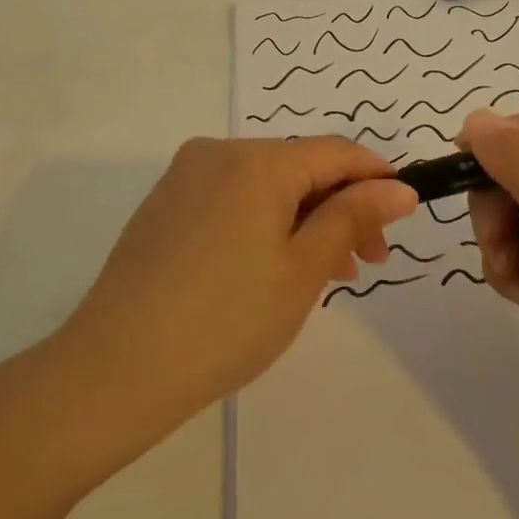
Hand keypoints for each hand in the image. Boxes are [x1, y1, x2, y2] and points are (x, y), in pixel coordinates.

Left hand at [58, 137, 416, 423]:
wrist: (117, 367)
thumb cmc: (226, 319)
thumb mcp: (303, 269)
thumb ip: (352, 218)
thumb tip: (398, 187)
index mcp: (257, 160)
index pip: (335, 152)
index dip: (376, 178)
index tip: (402, 218)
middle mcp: (218, 153)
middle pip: (299, 167)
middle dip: (339, 208)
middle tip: (366, 263)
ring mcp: (185, 178)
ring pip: (265, 186)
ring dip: (304, 220)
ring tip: (326, 275)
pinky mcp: (164, 205)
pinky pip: (231, 200)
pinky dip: (264, 224)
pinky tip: (272, 269)